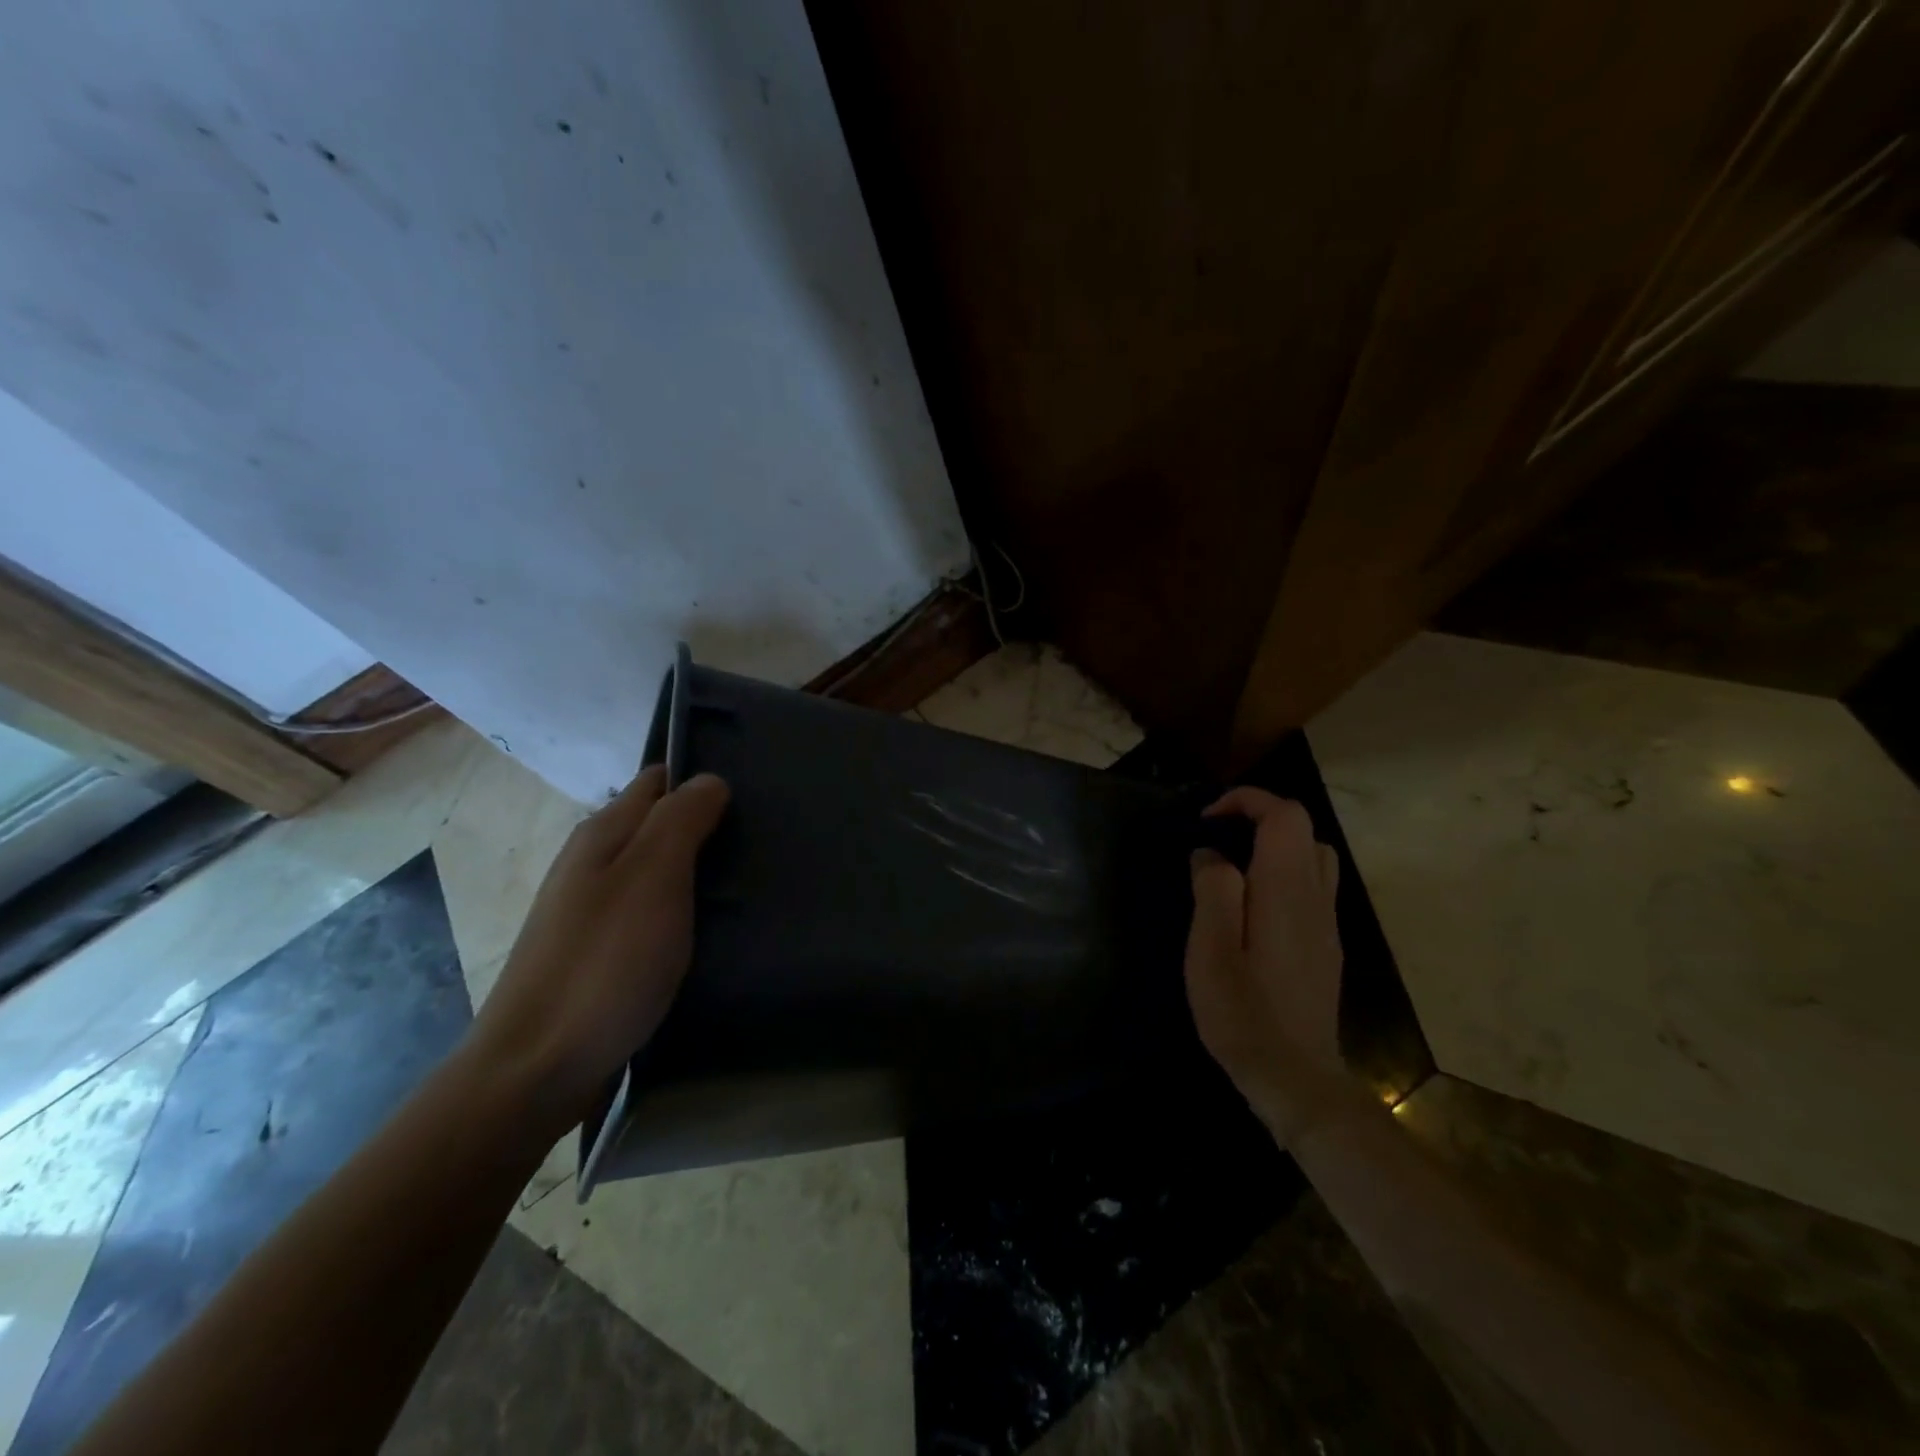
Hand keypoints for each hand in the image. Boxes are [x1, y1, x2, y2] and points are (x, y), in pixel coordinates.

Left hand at [468, 765, 729, 1127]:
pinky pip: (651, 913)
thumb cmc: (605, 962)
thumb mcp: (653, 876)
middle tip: (761, 844)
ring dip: (698, 872)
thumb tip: (710, 780)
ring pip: (657, 872)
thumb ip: (682, 819)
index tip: (754, 797)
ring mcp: (592, 911)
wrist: (537, 1070)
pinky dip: (683, 912)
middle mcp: (592, 863)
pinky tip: (711, 931)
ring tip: (749, 886)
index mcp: (603, 834)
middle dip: (707, 827)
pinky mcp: (601, 953)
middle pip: (658, 826)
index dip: (703, 780)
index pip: (659, 780)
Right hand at [1185, 787, 1354, 1142]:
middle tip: (1215, 841)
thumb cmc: (1245, 1012)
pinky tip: (1251, 908)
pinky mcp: (1324, 945)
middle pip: (1302, 830)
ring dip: (1273, 847)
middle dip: (1258, 819)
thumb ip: (1213, 890)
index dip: (1246, 801)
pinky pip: (1311, 887)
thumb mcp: (1211, 949)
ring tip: (1233, 868)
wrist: (1296, 1077)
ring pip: (1312, 857)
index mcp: (1286, 890)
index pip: (1284, 815)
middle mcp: (1315, 897)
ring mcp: (1325, 923)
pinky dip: (1282, 874)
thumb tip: (1211, 855)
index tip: (1206, 820)